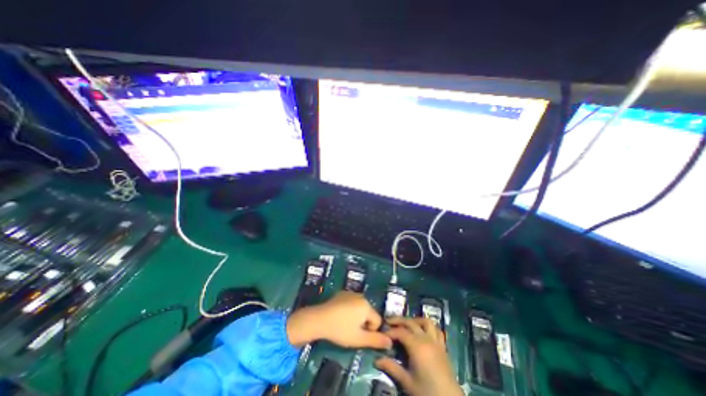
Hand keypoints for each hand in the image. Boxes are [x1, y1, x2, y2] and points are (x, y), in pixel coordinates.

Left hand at [284, 290, 391, 349]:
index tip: (358, 335)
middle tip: (351, 330)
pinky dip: (349, 309)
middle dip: (363, 322)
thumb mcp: (358, 339)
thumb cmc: (340, 330)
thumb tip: (390, 342)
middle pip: (368, 313)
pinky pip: (351, 302)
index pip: (377, 321)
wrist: (319, 319)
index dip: (370, 331)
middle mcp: (361, 296)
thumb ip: (376, 340)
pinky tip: (339, 315)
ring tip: (344, 323)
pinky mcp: (342, 293)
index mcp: (367, 306)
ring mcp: (351, 293)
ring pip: (360, 307)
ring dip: (356, 316)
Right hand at [374, 318, 464, 395]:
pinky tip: (423, 331)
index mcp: (417, 346)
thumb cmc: (427, 392)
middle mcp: (426, 339)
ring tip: (406, 324)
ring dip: (414, 320)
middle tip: (388, 321)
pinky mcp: (443, 346)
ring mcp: (436, 341)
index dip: (390, 331)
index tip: (381, 333)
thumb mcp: (407, 382)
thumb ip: (392, 368)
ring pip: (425, 321)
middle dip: (398, 320)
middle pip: (410, 322)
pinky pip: (436, 330)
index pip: (400, 332)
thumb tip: (376, 360)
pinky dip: (428, 326)